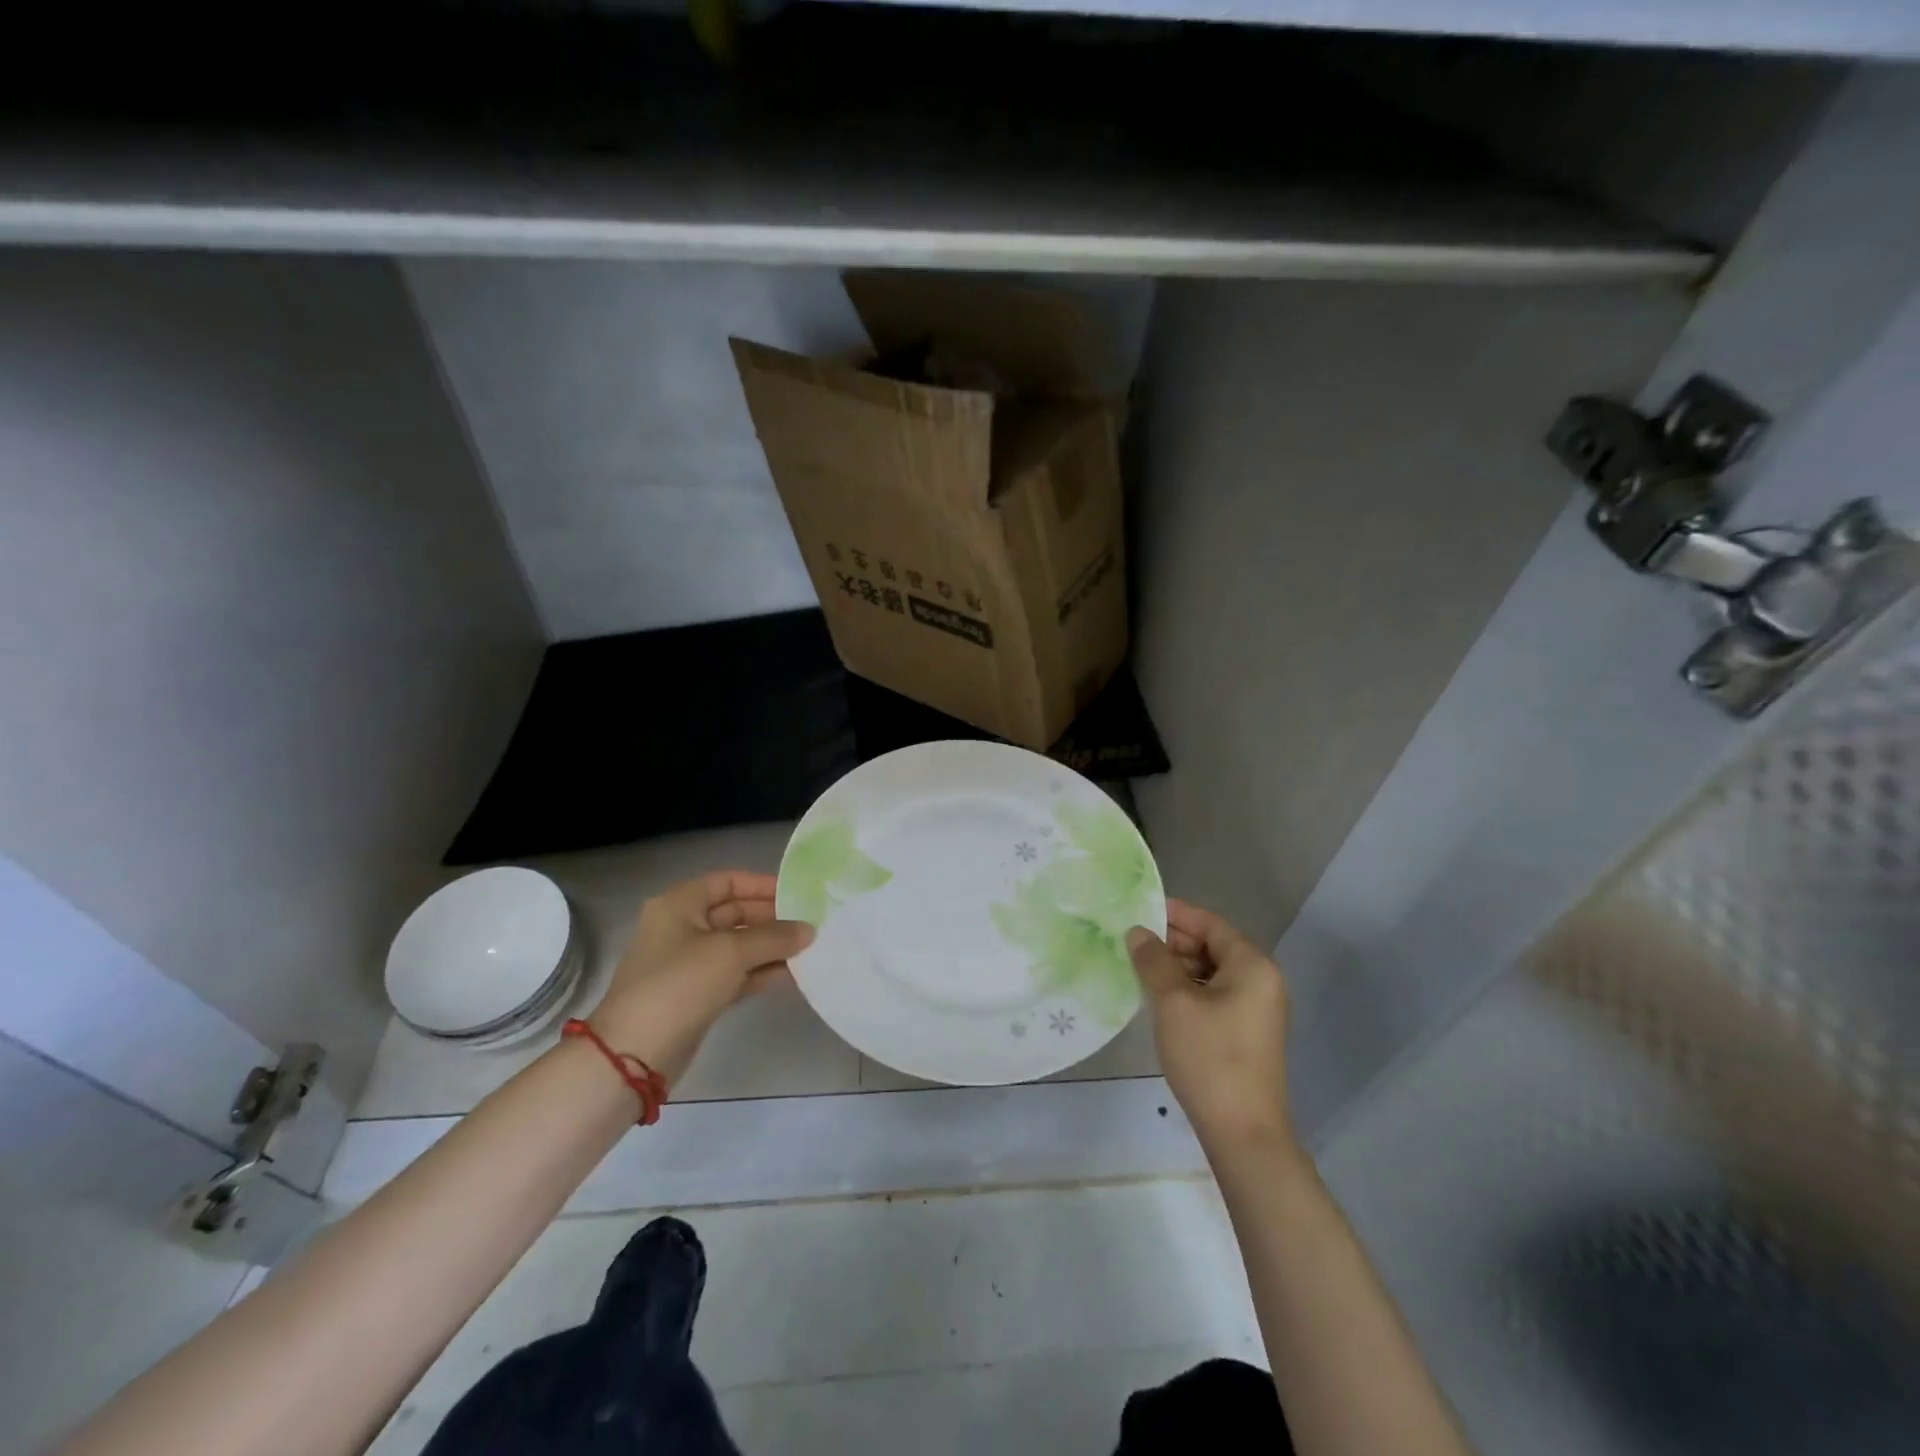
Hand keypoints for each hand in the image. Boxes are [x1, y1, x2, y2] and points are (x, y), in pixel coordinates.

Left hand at [589, 871, 813, 1085]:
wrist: (634, 1054)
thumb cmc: (679, 984)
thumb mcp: (731, 952)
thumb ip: (774, 937)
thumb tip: (809, 930)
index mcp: (679, 904)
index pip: (727, 882)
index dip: (761, 884)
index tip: (797, 894)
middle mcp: (681, 928)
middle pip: (734, 913)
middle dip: (771, 919)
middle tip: (810, 924)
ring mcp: (688, 963)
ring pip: (737, 946)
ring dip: (770, 947)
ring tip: (808, 950)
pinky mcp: (696, 994)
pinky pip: (735, 974)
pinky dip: (760, 972)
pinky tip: (791, 975)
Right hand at [1127, 900, 1293, 1152]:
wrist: (1243, 1132)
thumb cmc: (1209, 1057)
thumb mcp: (1173, 1002)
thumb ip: (1153, 960)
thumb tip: (1137, 932)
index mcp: (1252, 965)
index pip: (1210, 923)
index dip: (1175, 914)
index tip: (1139, 909)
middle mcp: (1261, 980)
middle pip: (1213, 945)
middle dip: (1173, 940)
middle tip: (1132, 939)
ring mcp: (1256, 1008)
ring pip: (1212, 971)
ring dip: (1177, 965)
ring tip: (1139, 965)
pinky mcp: (1246, 1031)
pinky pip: (1214, 994)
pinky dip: (1188, 988)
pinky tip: (1159, 996)